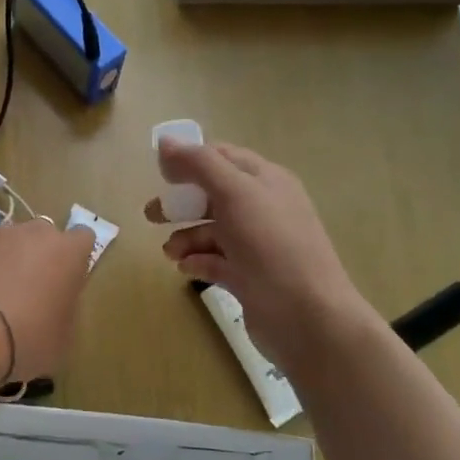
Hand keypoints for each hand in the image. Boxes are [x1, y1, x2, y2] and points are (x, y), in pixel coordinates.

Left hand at [0, 219, 95, 384]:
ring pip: (11, 240)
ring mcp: (0, 232)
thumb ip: (65, 308)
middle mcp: (37, 232)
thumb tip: (55, 304)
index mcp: (69, 252)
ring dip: (8, 258)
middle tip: (30, 289)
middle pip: (44, 235)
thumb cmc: (28, 338)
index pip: (84, 238)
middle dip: (40, 255)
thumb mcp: (64, 337)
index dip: (75, 258)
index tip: (66, 281)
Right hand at [146, 141, 374, 371]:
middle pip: (213, 195)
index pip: (223, 157)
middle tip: (152, 215)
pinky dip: (198, 262)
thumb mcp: (235, 194)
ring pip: (212, 231)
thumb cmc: (271, 246)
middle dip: (181, 203)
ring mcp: (258, 246)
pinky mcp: (250, 277)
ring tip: (170, 253)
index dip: (190, 160)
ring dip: (186, 237)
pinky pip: (216, 262)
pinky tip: (186, 269)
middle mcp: (263, 209)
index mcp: (266, 181)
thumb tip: (165, 142)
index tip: (160, 174)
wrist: (307, 317)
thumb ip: (199, 164)